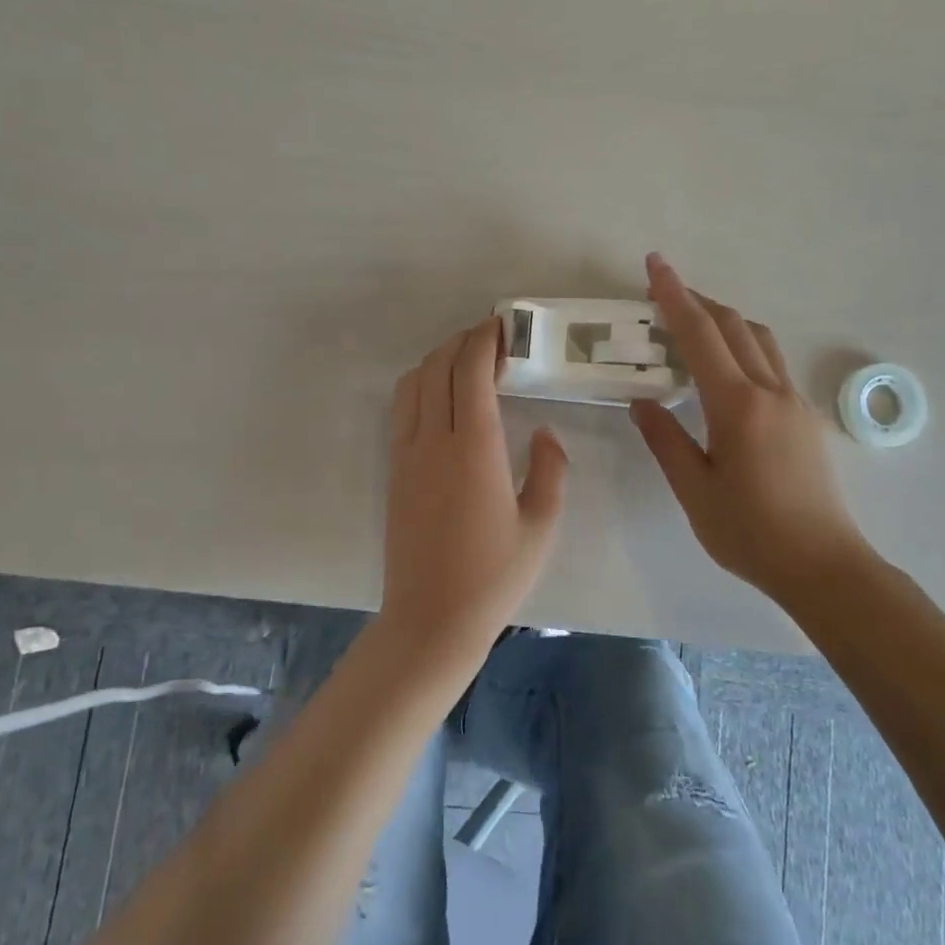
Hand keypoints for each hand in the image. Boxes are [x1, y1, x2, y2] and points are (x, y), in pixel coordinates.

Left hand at [382, 316, 567, 670]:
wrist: (431, 619)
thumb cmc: (494, 576)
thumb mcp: (541, 525)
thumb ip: (549, 469)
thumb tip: (544, 433)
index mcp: (475, 448)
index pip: (471, 371)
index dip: (484, 340)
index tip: (503, 326)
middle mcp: (434, 440)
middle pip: (438, 367)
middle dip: (463, 341)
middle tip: (491, 337)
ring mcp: (407, 454)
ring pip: (413, 384)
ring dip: (438, 360)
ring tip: (467, 362)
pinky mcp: (394, 470)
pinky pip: (402, 410)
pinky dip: (421, 386)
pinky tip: (443, 398)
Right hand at [629, 254, 879, 604]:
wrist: (823, 565)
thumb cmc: (751, 533)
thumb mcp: (694, 490)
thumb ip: (666, 439)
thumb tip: (643, 402)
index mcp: (737, 405)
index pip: (700, 334)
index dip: (674, 295)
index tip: (655, 264)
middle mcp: (770, 391)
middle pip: (734, 325)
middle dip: (697, 300)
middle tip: (663, 293)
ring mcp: (794, 402)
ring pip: (759, 339)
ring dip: (725, 320)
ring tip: (692, 325)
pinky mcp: (805, 418)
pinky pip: (771, 363)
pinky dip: (743, 346)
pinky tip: (725, 371)